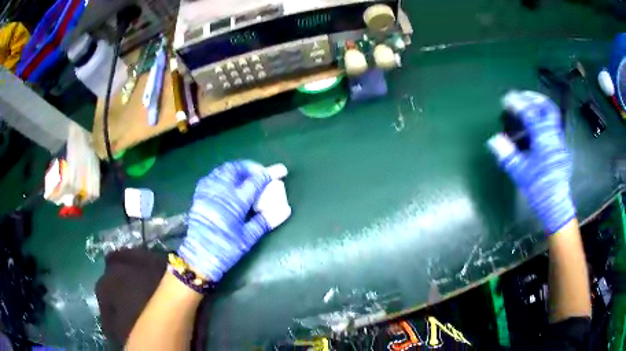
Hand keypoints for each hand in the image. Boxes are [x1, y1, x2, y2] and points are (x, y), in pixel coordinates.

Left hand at [178, 161, 290, 281]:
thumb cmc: (226, 249)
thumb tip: (284, 210)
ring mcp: (208, 191)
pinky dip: (222, 174)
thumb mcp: (248, 238)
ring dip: (236, 169)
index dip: (270, 174)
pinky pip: (211, 176)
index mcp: (236, 201)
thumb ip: (265, 221)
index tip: (281, 170)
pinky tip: (226, 182)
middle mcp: (221, 191)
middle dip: (251, 167)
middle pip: (237, 169)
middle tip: (261, 172)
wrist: (199, 257)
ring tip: (245, 175)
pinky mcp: (199, 195)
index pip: (256, 181)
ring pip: (223, 170)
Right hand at [487, 91, 574, 233]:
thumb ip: (507, 154)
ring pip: (553, 115)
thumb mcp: (520, 173)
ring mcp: (559, 140)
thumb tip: (494, 140)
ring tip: (529, 103)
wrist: (556, 204)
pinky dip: (545, 118)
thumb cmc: (538, 188)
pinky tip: (538, 124)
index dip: (518, 104)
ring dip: (540, 105)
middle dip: (533, 97)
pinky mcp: (561, 147)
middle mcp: (553, 135)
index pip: (530, 114)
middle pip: (547, 108)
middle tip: (521, 95)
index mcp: (543, 139)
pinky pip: (554, 125)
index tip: (507, 99)